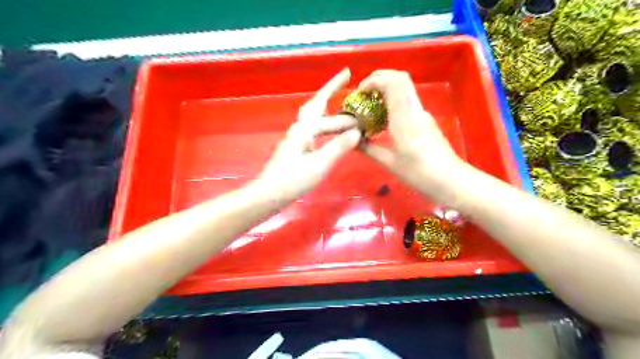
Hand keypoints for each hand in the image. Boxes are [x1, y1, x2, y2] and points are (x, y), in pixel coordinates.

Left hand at [257, 67, 363, 200]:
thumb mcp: (320, 164)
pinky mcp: (297, 148)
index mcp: (304, 129)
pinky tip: (332, 133)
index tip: (347, 73)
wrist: (270, 194)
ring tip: (345, 110)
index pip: (323, 104)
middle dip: (331, 93)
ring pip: (315, 118)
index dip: (334, 87)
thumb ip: (338, 147)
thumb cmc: (293, 179)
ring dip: (329, 111)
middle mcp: (299, 129)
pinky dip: (326, 126)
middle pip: (317, 106)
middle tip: (346, 86)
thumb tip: (357, 132)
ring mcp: (296, 138)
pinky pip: (315, 130)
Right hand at [357, 70, 462, 198]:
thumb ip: (368, 148)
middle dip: (380, 78)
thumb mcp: (389, 162)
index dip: (374, 80)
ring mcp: (422, 113)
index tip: (360, 91)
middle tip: (364, 91)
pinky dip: (393, 100)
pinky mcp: (426, 120)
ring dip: (387, 88)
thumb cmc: (418, 173)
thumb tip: (352, 140)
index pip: (393, 83)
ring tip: (371, 103)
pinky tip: (384, 117)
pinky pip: (407, 101)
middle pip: (400, 78)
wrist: (449, 180)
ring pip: (405, 88)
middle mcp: (414, 110)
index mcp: (404, 118)